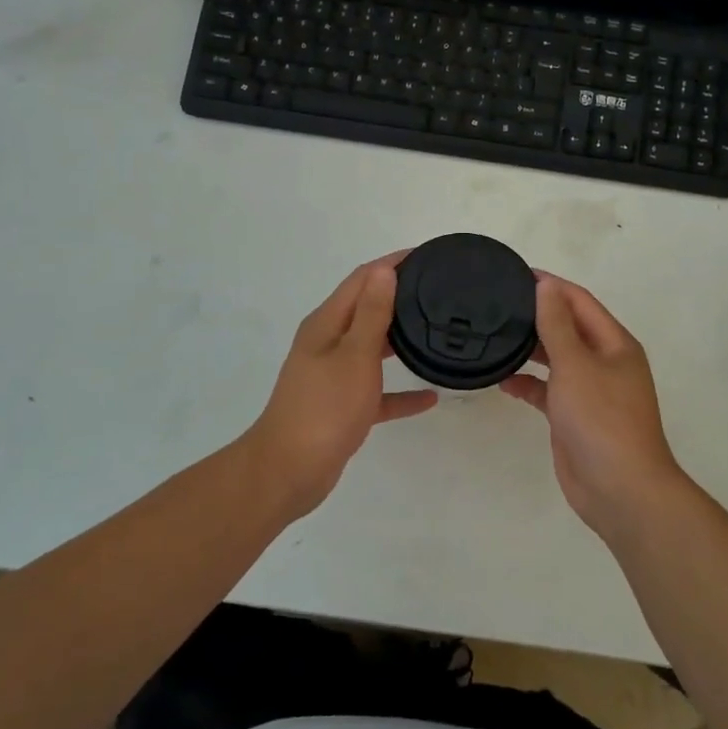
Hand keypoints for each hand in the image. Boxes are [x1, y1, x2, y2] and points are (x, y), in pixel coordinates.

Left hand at [241, 253, 438, 516]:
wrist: (289, 472)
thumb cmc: (324, 408)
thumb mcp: (354, 356)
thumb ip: (371, 313)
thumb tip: (384, 270)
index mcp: (326, 324)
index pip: (361, 279)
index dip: (391, 264)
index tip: (426, 256)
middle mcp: (327, 343)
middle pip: (366, 309)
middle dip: (398, 297)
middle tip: (438, 292)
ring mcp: (333, 376)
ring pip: (372, 348)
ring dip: (399, 340)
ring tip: (436, 332)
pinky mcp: (341, 407)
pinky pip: (377, 391)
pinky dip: (399, 391)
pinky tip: (430, 397)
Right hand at [500, 274, 688, 537]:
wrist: (620, 490)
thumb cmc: (601, 419)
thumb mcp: (576, 364)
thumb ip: (557, 325)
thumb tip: (547, 286)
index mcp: (614, 344)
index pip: (580, 302)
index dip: (551, 286)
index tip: (516, 274)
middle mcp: (605, 363)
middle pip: (569, 328)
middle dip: (538, 316)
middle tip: (498, 304)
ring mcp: (591, 392)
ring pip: (557, 360)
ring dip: (531, 349)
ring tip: (495, 336)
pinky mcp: (575, 418)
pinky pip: (549, 391)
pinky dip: (529, 384)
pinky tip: (503, 381)